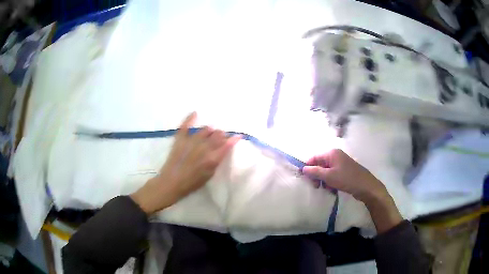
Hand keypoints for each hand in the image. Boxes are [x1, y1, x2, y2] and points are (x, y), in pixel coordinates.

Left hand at [131, 112, 239, 213]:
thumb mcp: (209, 175)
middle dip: (221, 135)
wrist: (172, 182)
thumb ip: (217, 161)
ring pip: (205, 129)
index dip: (234, 139)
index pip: (227, 144)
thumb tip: (223, 149)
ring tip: (209, 133)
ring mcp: (191, 141)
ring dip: (210, 131)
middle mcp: (204, 147)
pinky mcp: (180, 138)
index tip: (238, 136)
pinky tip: (195, 113)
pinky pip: (186, 125)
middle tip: (220, 138)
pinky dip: (190, 118)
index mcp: (212, 158)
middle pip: (217, 134)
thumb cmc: (192, 183)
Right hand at [303, 149, 402, 232]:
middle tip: (316, 186)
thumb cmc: (347, 179)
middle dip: (316, 175)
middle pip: (319, 164)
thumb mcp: (329, 176)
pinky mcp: (344, 171)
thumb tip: (303, 168)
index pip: (314, 157)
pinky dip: (330, 181)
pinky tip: (332, 189)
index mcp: (331, 153)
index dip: (308, 167)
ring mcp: (341, 163)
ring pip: (325, 171)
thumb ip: (315, 172)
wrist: (366, 187)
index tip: (305, 179)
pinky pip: (332, 175)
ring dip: (323, 180)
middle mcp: (335, 155)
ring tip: (327, 188)